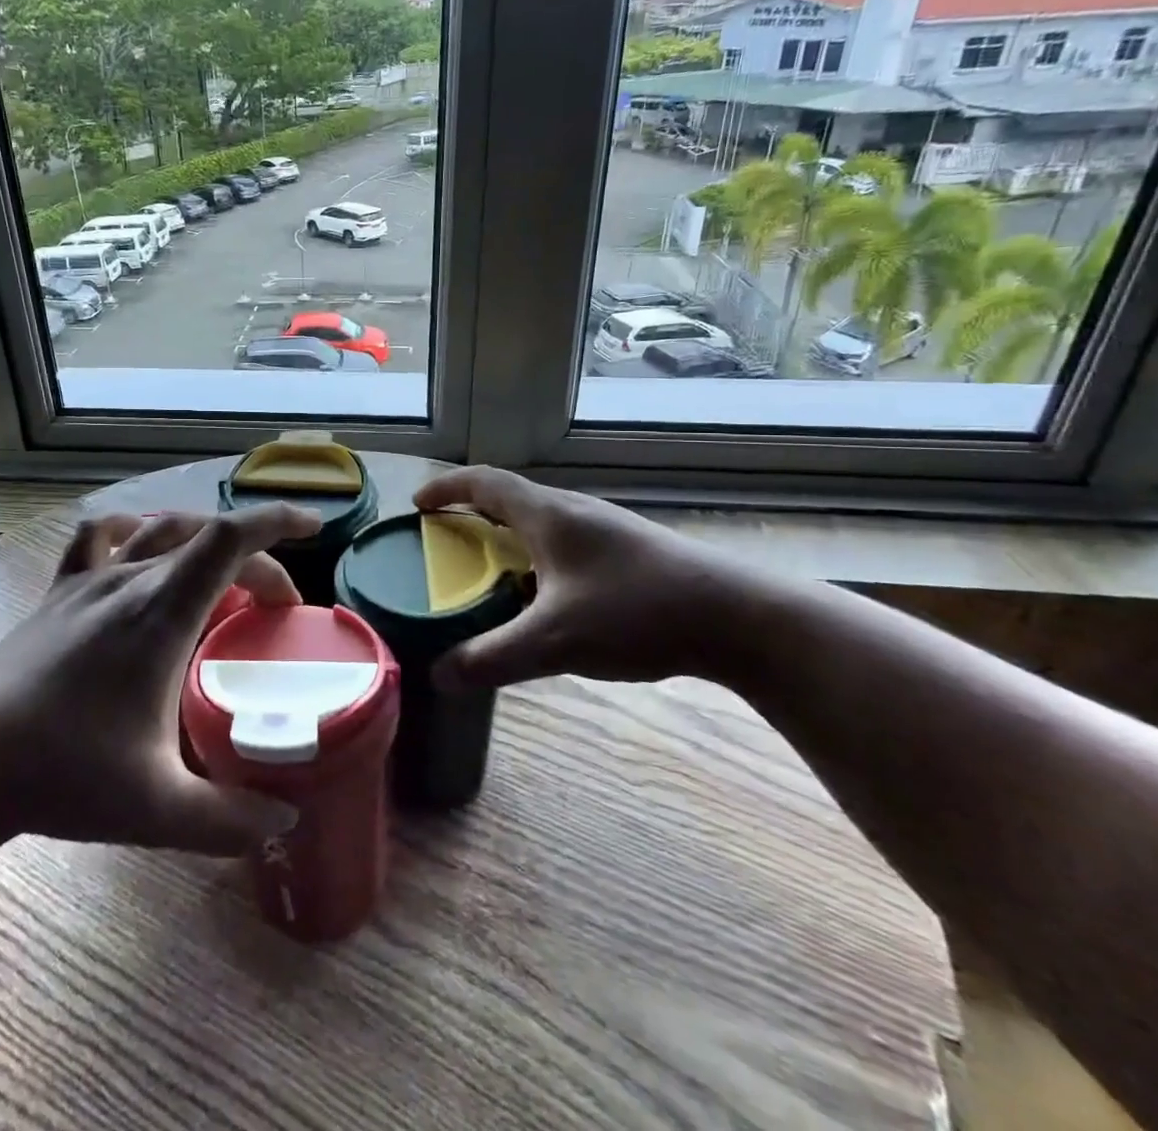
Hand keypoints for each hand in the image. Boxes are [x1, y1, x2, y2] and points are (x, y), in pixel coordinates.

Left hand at [0, 506, 320, 855]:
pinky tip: (138, 550)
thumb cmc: (64, 777)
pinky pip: (98, 538)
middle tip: (276, 609)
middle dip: (255, 562)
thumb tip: (285, 819)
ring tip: (222, 574)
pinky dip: (131, 531)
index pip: (229, 538)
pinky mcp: (57, 593)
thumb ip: (229, 818)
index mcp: (160, 613)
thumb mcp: (157, 809)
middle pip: (205, 538)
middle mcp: (128, 581)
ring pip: (158, 530)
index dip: (275, 520)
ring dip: (202, 540)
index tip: (313, 526)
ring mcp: (86, 581)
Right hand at [413, 467, 747, 688]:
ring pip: (539, 521)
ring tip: (485, 569)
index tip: (417, 505)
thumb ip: (493, 658)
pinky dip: (534, 555)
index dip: (445, 488)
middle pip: (509, 497)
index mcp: (548, 514)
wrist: (740, 618)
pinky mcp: (627, 552)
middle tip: (443, 542)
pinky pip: (562, 541)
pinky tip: (542, 595)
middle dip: (469, 513)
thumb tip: (439, 676)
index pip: (483, 482)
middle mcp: (573, 511)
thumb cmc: (638, 612)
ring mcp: (604, 530)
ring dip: (504, 535)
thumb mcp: (555, 640)